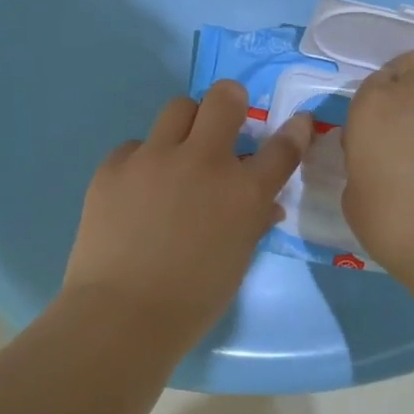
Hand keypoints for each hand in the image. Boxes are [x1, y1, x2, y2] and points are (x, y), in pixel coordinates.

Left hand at [63, 80, 313, 343]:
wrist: (122, 315)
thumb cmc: (192, 300)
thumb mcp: (237, 259)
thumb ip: (253, 221)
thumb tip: (265, 204)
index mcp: (243, 192)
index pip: (282, 147)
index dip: (295, 130)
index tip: (298, 122)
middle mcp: (202, 161)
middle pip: (223, 98)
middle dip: (230, 101)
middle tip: (225, 120)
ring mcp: (154, 158)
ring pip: (178, 108)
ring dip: (186, 126)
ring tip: (177, 154)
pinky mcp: (115, 165)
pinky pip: (136, 146)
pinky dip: (144, 161)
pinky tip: (136, 191)